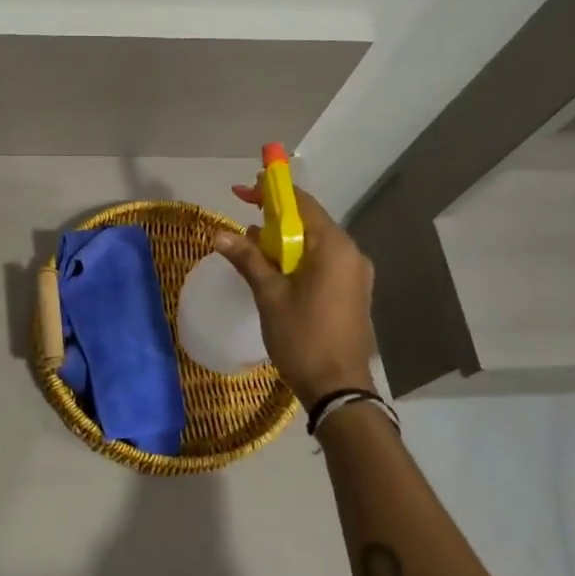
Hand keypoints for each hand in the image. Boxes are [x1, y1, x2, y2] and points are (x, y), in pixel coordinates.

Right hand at [214, 183, 376, 407]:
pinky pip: (323, 263)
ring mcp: (355, 275)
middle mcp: (351, 254)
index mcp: (334, 247)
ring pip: (315, 245)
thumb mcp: (269, 295)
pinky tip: (275, 271)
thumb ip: (248, 259)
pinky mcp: (353, 293)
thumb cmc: (303, 337)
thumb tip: (219, 234)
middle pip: (309, 222)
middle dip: (276, 218)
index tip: (245, 187)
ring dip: (285, 241)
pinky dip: (298, 259)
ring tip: (252, 247)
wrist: (339, 388)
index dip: (272, 192)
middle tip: (244, 217)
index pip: (302, 204)